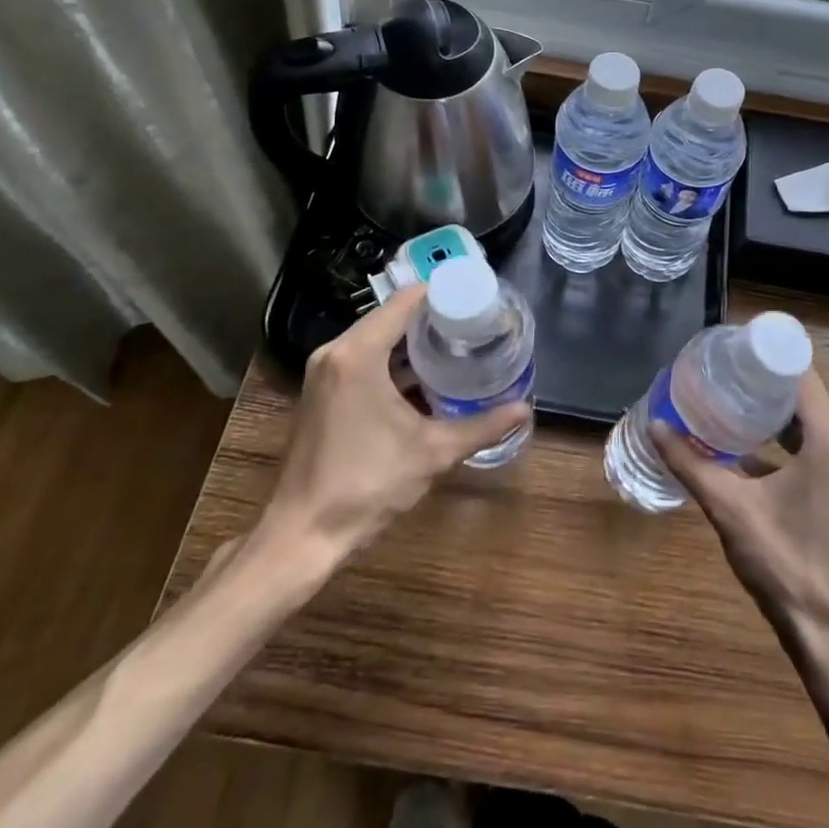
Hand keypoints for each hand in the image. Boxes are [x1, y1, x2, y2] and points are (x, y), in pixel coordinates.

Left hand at [260, 287, 529, 560]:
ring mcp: (324, 372)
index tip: (476, 298)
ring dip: (412, 340)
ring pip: (376, 338)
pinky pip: (363, 359)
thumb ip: (482, 427)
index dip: (442, 293)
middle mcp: (336, 352)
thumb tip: (525, 410)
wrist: (303, 534)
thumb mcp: (432, 452)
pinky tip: (425, 376)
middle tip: (475, 323)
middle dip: (433, 317)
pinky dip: (393, 360)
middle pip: (390, 316)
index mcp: (358, 354)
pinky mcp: (322, 392)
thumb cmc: (367, 485)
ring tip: (458, 344)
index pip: (405, 301)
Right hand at [654, 370, 828, 663]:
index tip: (731, 349)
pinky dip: (784, 443)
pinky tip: (744, 450)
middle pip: (805, 398)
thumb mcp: (731, 510)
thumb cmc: (786, 567)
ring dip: (772, 414)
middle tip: (720, 374)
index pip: (802, 376)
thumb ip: (691, 464)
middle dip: (763, 384)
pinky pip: (815, 451)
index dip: (767, 357)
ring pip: (811, 426)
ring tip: (726, 403)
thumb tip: (656, 426)